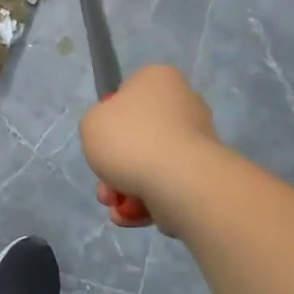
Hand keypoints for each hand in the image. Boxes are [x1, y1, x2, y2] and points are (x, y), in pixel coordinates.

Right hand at [79, 65, 219, 223]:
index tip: (102, 136)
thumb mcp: (90, 123)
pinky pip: (166, 184)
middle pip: (137, 135)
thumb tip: (117, 136)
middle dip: (115, 165)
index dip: (110, 116)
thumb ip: (97, 123)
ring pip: (148, 164)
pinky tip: (131, 215)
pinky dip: (146, 201)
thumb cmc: (130, 140)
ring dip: (125, 188)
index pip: (128, 92)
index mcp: (158, 79)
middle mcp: (183, 103)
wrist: (179, 182)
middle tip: (104, 183)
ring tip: (116, 205)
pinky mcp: (203, 174)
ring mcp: (197, 141)